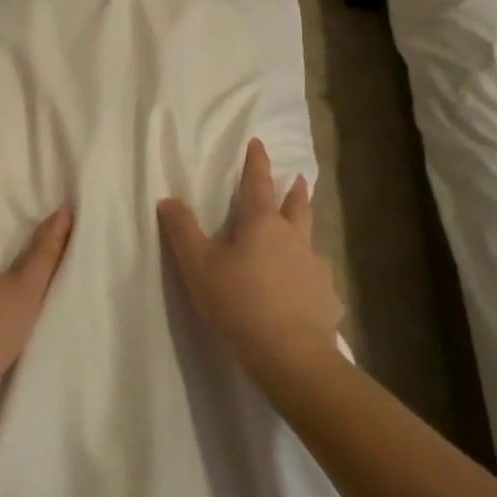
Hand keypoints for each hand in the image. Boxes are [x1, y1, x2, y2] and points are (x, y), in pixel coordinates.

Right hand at [157, 138, 341, 383]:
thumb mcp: (198, 266)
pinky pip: (319, 279)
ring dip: (306, 230)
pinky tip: (307, 289)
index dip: (257, 162)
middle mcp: (294, 237)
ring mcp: (316, 267)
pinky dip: (311, 276)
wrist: (290, 354)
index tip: (259, 143)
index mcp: (262, 224)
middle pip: (297, 205)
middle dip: (295, 190)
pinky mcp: (328, 296)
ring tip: (302, 235)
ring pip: (311, 239)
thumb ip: (182, 231)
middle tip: (298, 178)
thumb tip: (168, 200)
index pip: (258, 183)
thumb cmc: (238, 302)